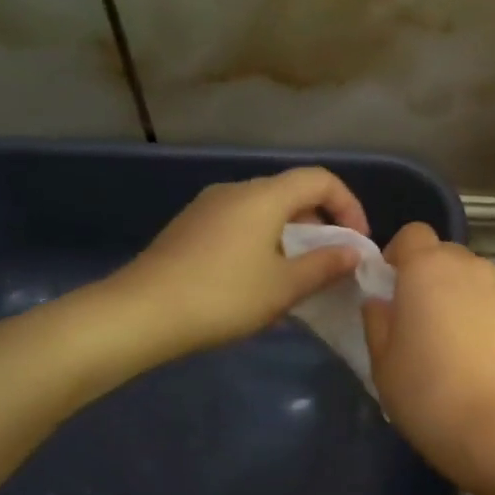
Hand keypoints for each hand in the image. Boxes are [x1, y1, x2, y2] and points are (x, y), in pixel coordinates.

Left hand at [93, 167, 369, 365]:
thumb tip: (353, 252)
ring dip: (291, 236)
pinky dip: (263, 242)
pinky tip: (258, 281)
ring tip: (297, 276)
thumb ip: (326, 265)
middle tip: (331, 263)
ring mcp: (207, 208)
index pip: (320, 180)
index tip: (356, 243)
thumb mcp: (284, 286)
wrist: (139, 314)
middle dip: (321, 224)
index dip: (348, 206)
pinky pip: (240, 224)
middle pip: (292, 193)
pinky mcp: (189, 228)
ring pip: (264, 211)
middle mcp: (236, 191)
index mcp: (263, 196)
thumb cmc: (222, 296)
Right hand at [362, 223, 494, 478]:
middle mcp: (470, 268)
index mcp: (428, 267)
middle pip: (445, 254)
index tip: (390, 289)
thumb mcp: (383, 362)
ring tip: (447, 342)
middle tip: (415, 318)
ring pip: (472, 280)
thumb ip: (377, 322)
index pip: (413, 234)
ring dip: (457, 296)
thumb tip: (381, 302)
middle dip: (428, 275)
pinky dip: (481, 318)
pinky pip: (493, 305)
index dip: (398, 255)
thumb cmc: (427, 392)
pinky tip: (475, 358)